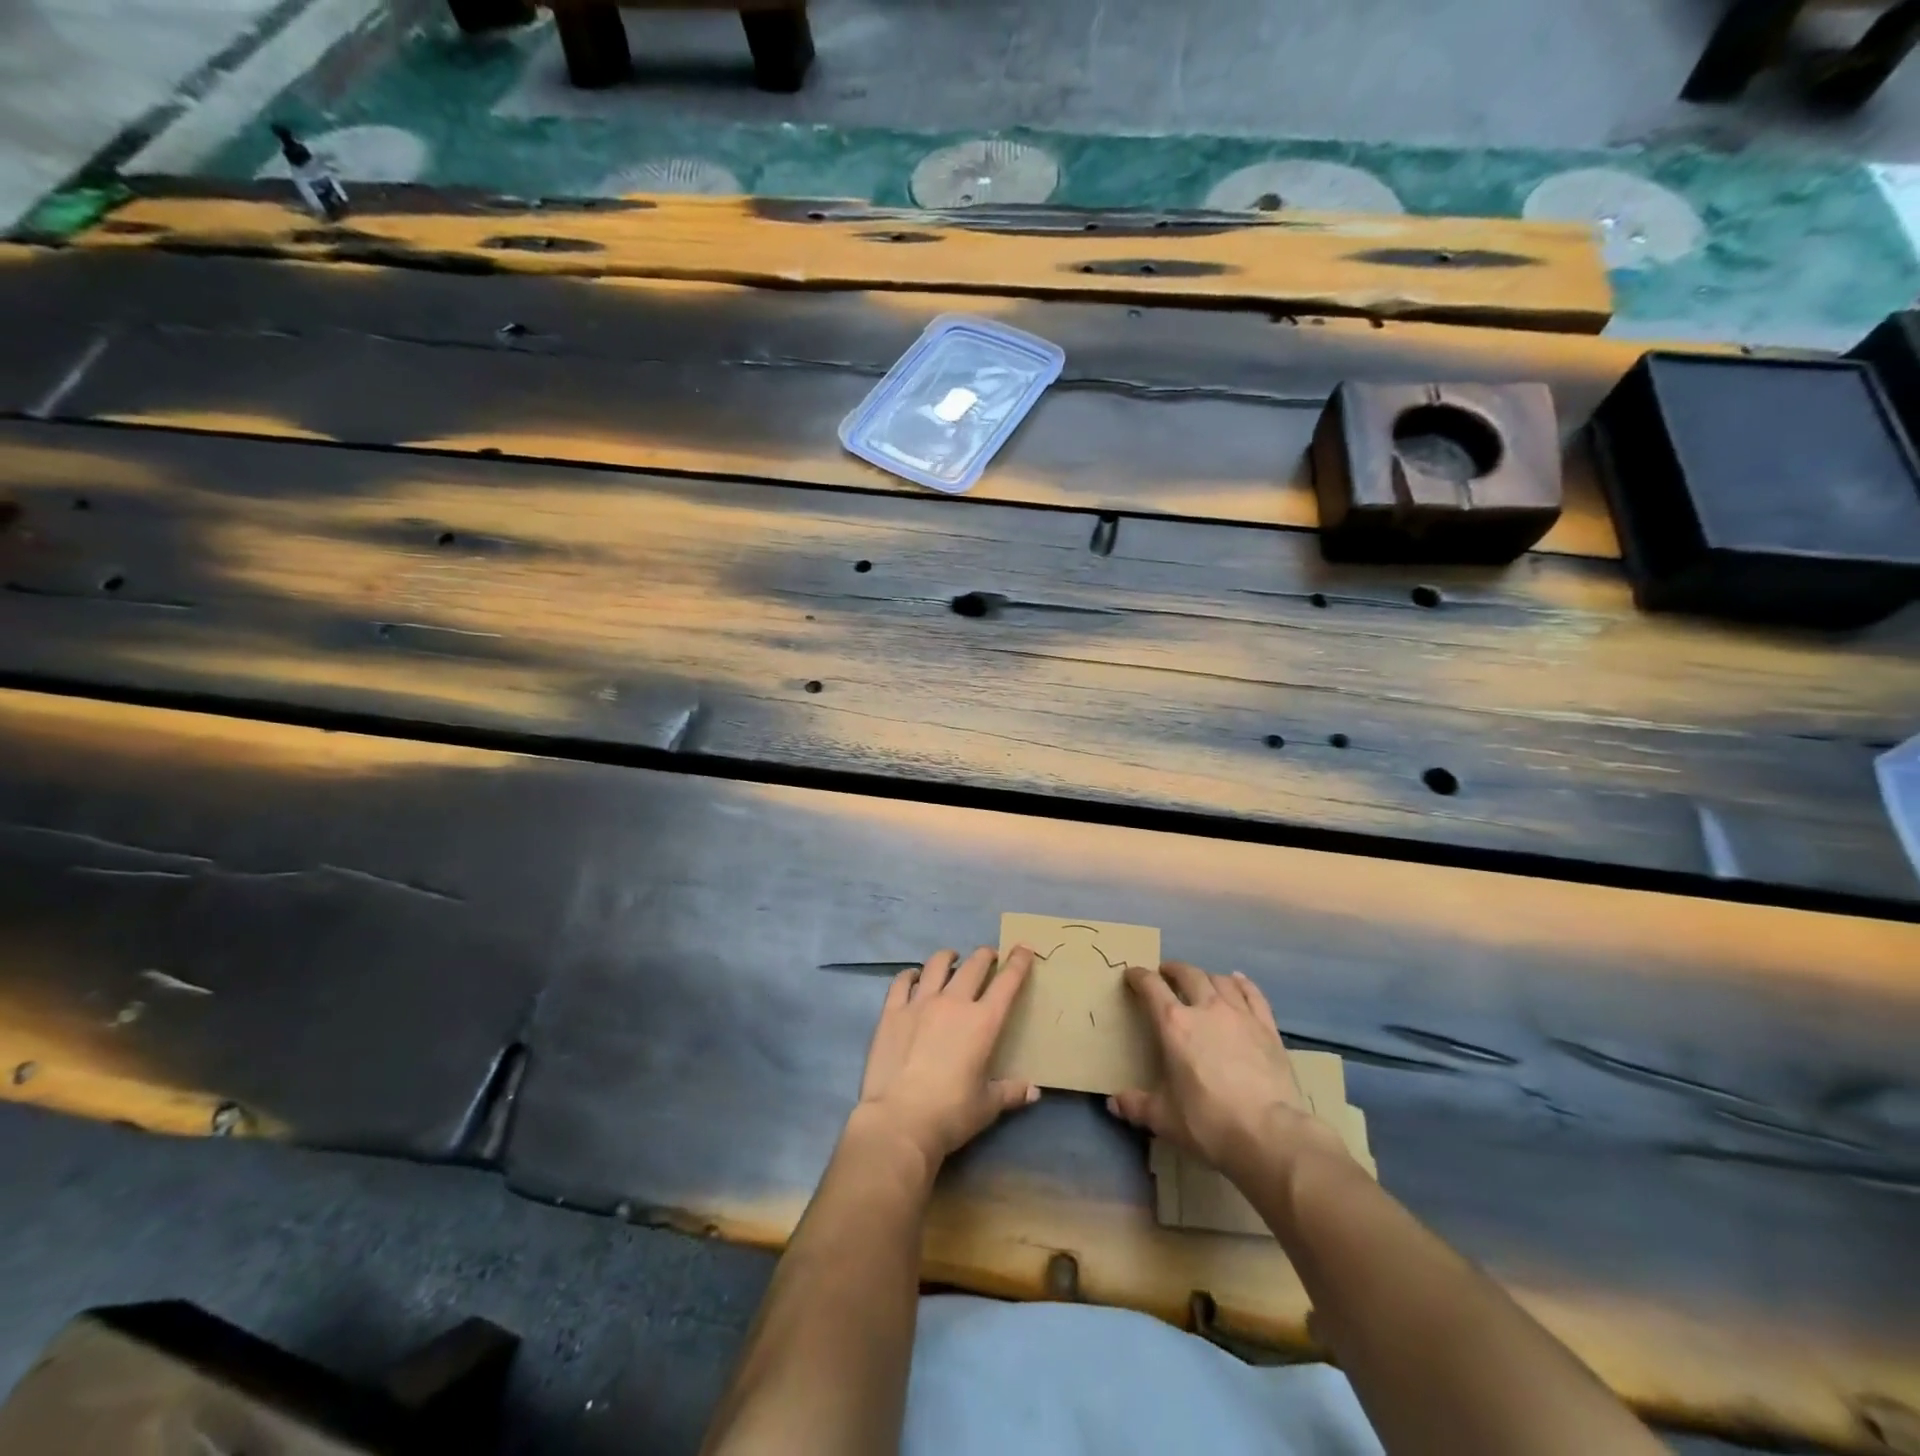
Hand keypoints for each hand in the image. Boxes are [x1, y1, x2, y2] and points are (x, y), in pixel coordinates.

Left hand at [857, 946, 1039, 1169]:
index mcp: (983, 1022)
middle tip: (989, 957)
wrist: (900, 1120)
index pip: (1007, 982)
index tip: (1024, 948)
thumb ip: (1010, 1092)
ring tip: (952, 958)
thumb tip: (1034, 1090)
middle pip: (974, 965)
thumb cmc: (950, 1113)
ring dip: (949, 957)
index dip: (1018, 962)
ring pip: (937, 965)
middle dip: (985, 956)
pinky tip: (914, 976)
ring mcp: (920, 1003)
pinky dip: (911, 974)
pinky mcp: (892, 1011)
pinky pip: (902, 981)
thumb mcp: (987, 1106)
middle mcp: (953, 1002)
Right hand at [1109, 962, 1330, 1180]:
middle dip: (1173, 970)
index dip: (1138, 976)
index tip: (1132, 975)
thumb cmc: (1209, 1122)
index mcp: (1174, 1024)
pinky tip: (1237, 982)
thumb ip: (1137, 1106)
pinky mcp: (1267, 1027)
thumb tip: (1114, 1103)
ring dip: (1205, 976)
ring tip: (1200, 981)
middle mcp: (1205, 1008)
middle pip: (1187, 974)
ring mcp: (1239, 1014)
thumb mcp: (1164, 1118)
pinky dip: (1241, 984)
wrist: (1269, 1134)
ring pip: (1219, 980)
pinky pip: (1252, 994)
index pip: (1151, 986)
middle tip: (1166, 973)